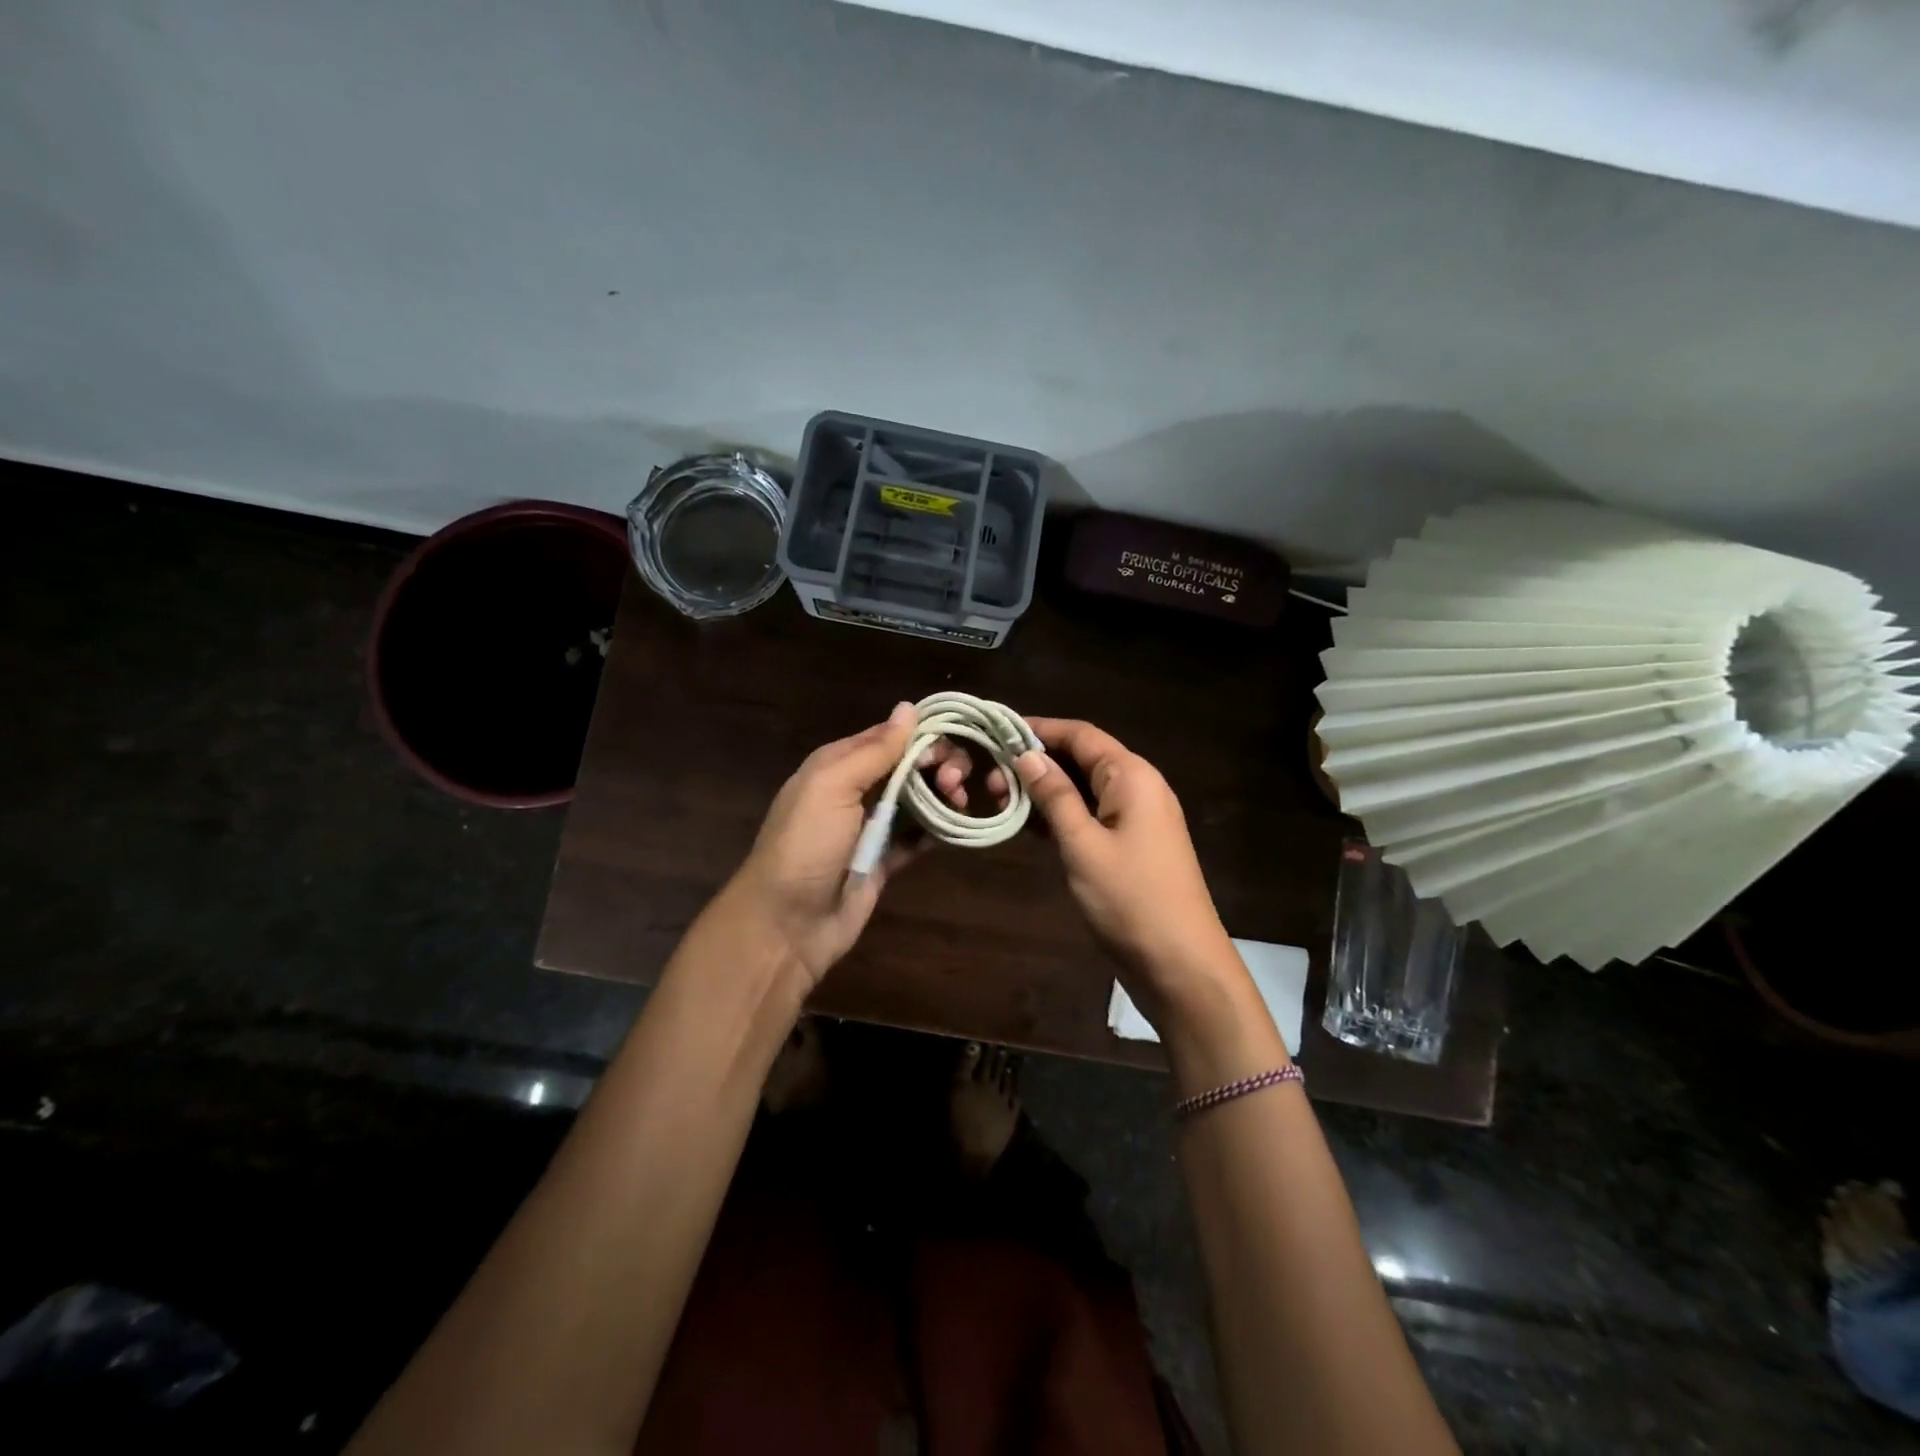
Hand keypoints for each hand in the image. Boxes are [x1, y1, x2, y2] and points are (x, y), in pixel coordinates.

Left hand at [725, 702, 972, 987]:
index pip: (890, 736)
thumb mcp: (833, 786)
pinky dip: (936, 830)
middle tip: (954, 781)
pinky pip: (916, 837)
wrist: (787, 924)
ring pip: (917, 799)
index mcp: (839, 764)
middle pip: (908, 765)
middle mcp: (856, 790)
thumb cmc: (806, 844)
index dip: (924, 735)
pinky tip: (955, 827)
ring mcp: (870, 827)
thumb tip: (909, 707)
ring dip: (942, 795)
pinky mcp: (883, 860)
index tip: (952, 746)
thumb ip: (874, 750)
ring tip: (958, 802)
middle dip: (937, 765)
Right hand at [1012, 718, 1239, 1024]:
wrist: (1180, 963)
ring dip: (1045, 791)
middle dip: (1038, 762)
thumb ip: (1054, 796)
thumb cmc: (1130, 898)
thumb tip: (1027, 755)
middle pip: (1082, 759)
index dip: (1039, 729)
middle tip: (991, 778)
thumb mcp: (1083, 844)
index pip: (1081, 734)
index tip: (997, 732)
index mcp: (1131, 776)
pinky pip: (1091, 816)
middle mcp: (1137, 787)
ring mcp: (1136, 818)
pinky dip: (1061, 816)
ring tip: (1001, 800)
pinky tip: (1029, 825)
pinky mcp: (1130, 845)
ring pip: (1083, 789)